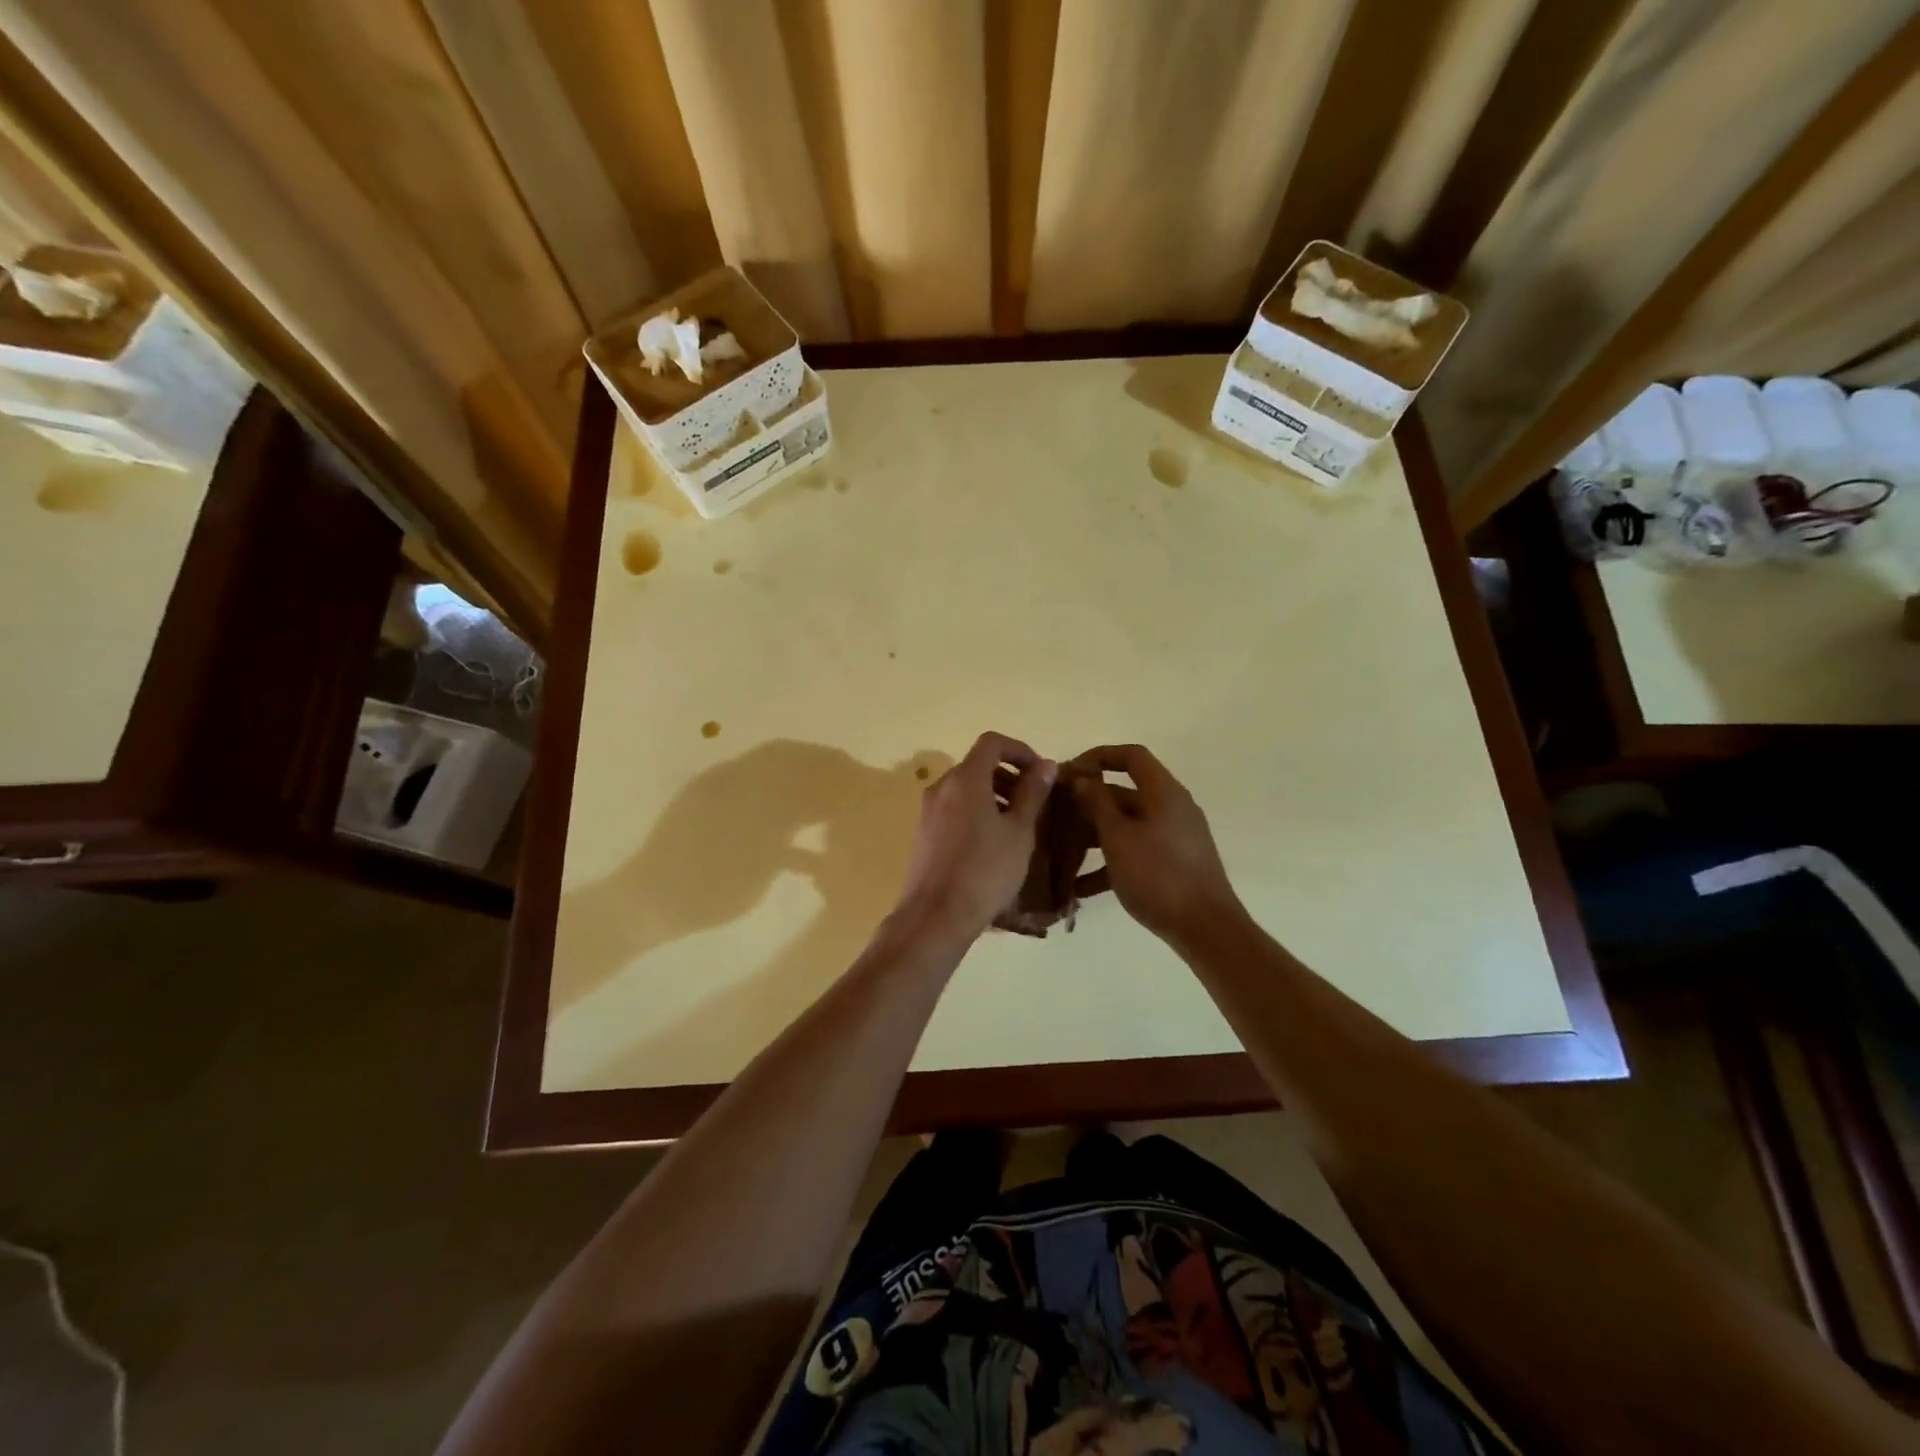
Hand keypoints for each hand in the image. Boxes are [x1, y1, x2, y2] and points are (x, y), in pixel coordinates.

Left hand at [894, 732, 1054, 940]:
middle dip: (1008, 777)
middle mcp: (941, 787)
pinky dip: (975, 813)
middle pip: (977, 766)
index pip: (992, 743)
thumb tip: (1044, 764)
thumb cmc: (985, 870)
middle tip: (1033, 804)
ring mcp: (928, 811)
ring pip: (965, 789)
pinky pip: (953, 810)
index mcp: (965, 779)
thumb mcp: (1018, 831)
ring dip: (993, 797)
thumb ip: (1032, 793)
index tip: (1040, 773)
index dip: (1020, 751)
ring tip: (1016, 828)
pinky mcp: (922, 833)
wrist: (935, 917)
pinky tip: (991, 845)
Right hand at [1070, 744, 1242, 946]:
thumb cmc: (1158, 875)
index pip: (1131, 756)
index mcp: (1163, 792)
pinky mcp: (1173, 864)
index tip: (1070, 772)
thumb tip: (1082, 779)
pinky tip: (1079, 888)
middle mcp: (1171, 808)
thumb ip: (1096, 804)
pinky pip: (1136, 852)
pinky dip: (1110, 863)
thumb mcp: (1118, 837)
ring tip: (1061, 851)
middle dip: (1088, 802)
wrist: (1206, 928)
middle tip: (1055, 814)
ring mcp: (1174, 837)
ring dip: (1094, 835)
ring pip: (1127, 825)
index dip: (1099, 756)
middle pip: (1125, 792)